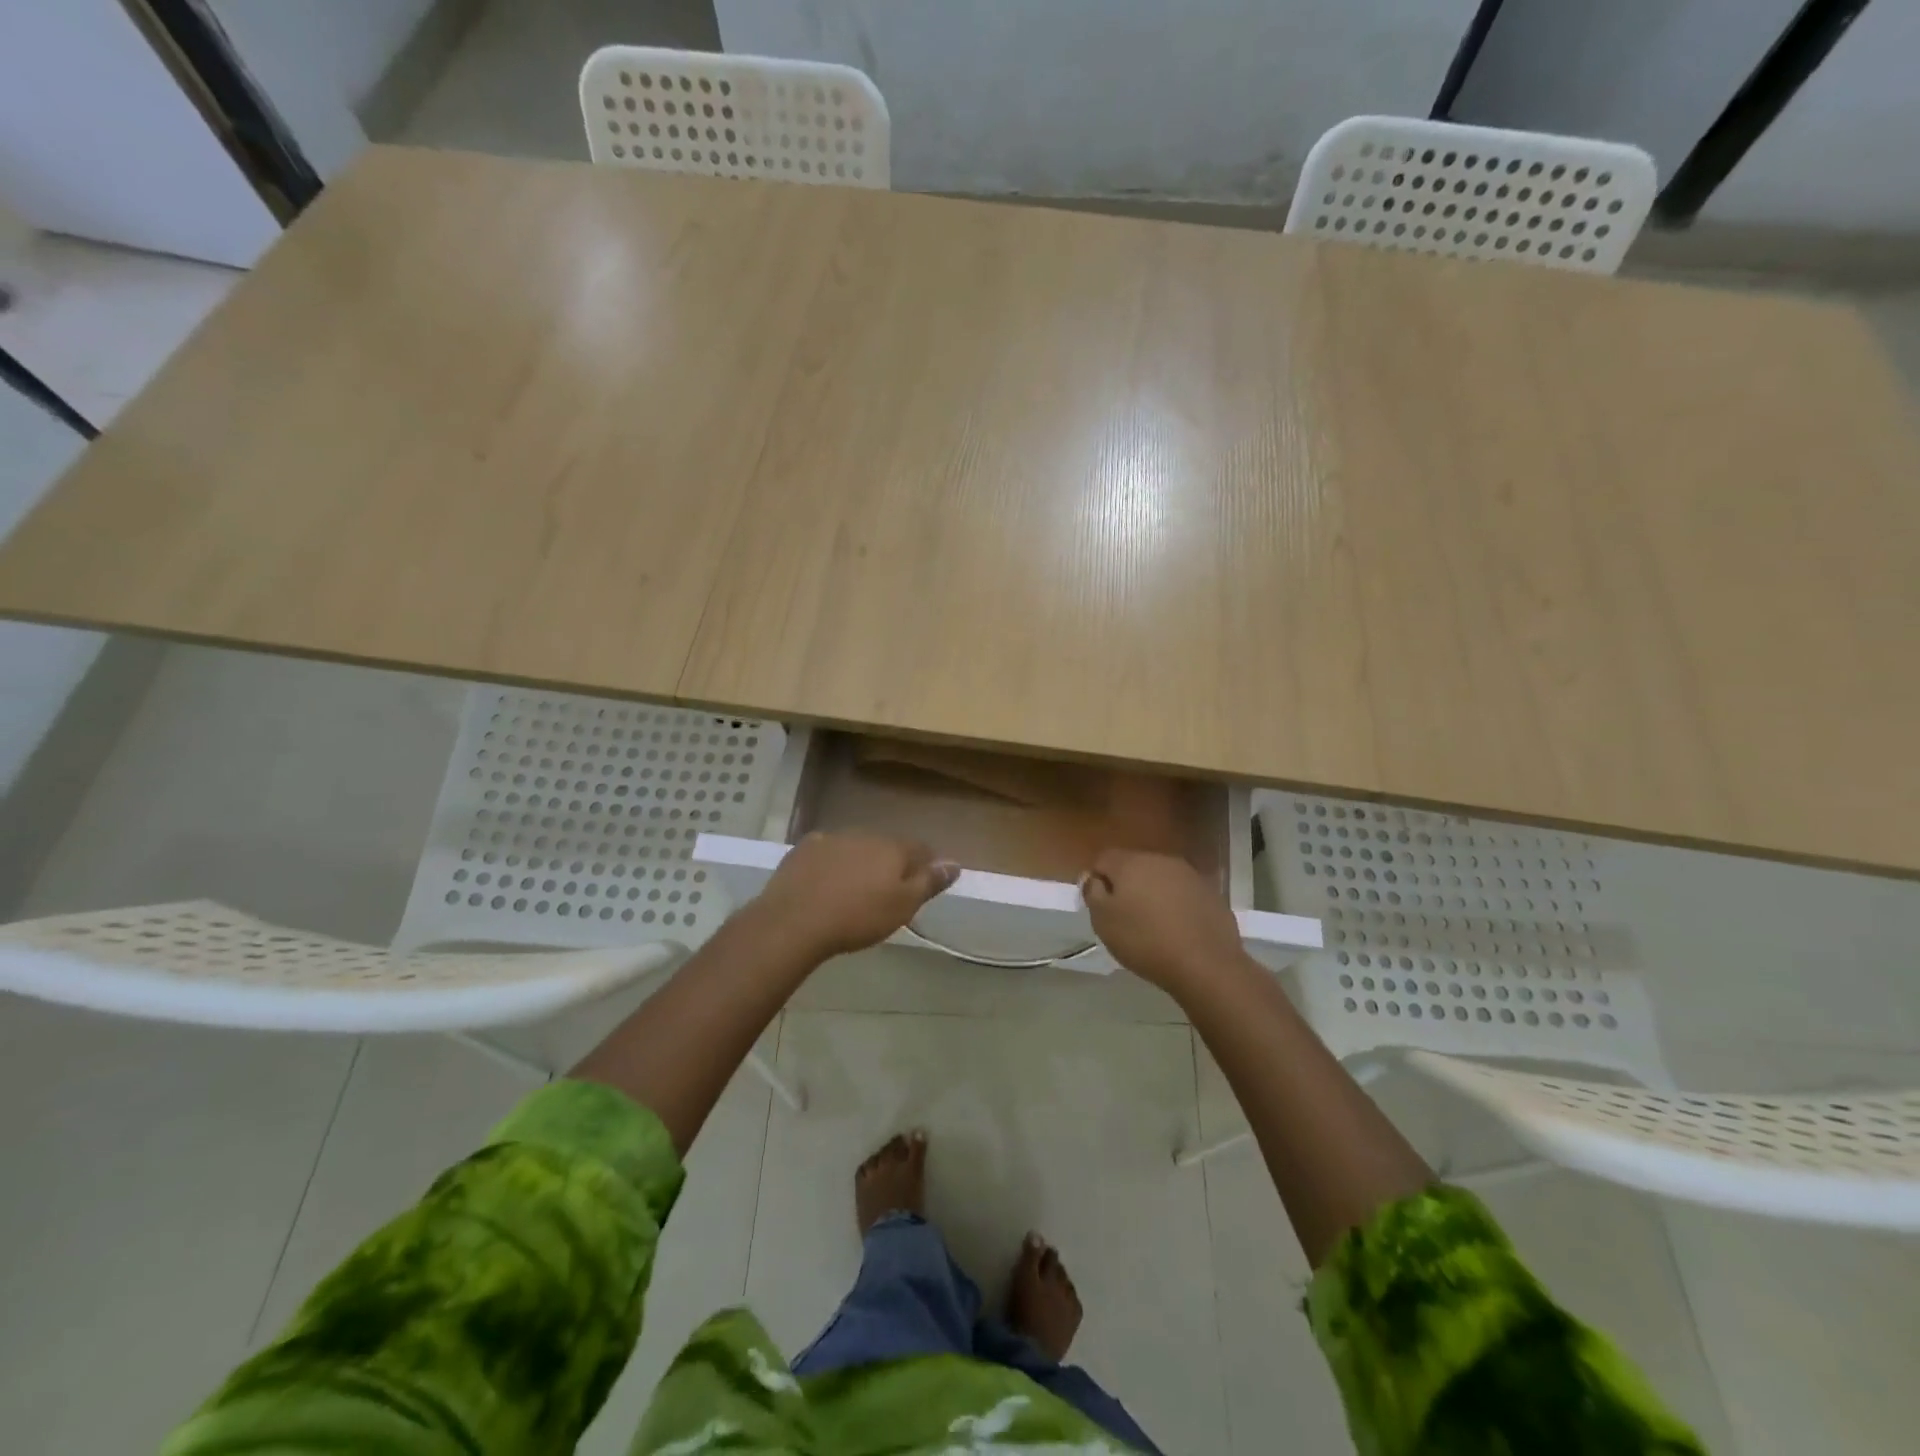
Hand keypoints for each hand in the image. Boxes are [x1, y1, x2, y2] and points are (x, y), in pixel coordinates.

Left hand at [748, 832, 958, 959]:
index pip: (920, 849)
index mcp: (893, 848)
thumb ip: (929, 882)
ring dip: (861, 862)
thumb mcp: (903, 906)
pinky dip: (832, 863)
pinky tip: (826, 882)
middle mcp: (865, 835)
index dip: (927, 865)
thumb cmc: (858, 917)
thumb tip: (955, 863)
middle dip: (891, 864)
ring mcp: (832, 838)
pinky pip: (827, 852)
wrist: (794, 921)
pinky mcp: (804, 849)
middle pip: (887, 847)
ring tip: (855, 890)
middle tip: (887, 892)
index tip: (925, 884)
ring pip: (856, 847)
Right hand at [1081, 848, 1250, 993]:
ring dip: (1152, 895)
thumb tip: (1094, 878)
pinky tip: (1177, 932)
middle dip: (1126, 886)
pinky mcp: (1211, 894)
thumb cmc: (1144, 941)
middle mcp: (1161, 860)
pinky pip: (1184, 895)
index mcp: (1131, 863)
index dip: (1096, 880)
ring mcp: (1190, 875)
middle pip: (1134, 866)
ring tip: (1152, 926)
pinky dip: (1176, 907)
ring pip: (1161, 880)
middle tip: (1124, 918)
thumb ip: (1093, 893)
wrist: (1205, 964)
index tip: (1099, 907)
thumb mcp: (1103, 921)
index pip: (1103, 859)